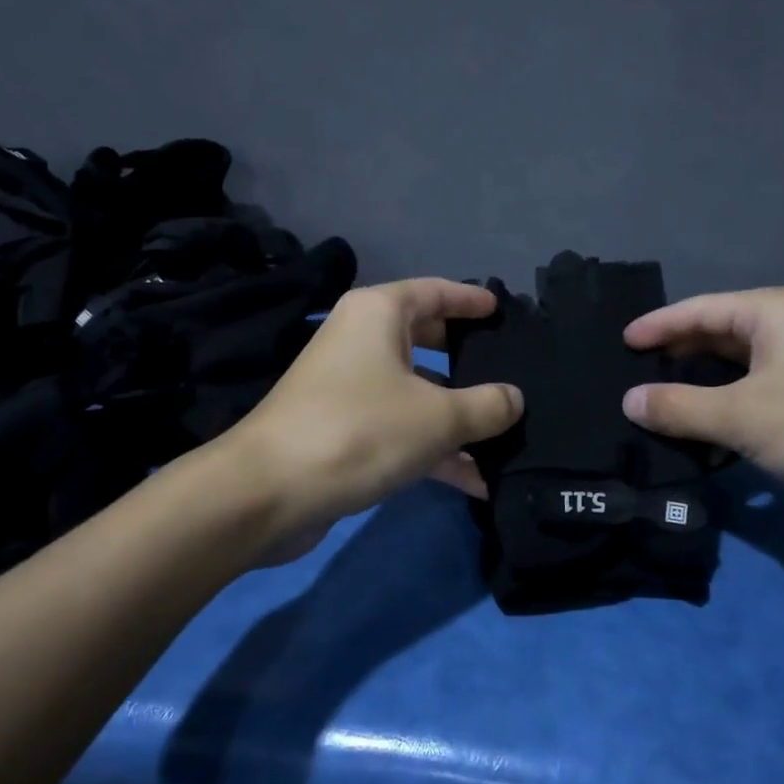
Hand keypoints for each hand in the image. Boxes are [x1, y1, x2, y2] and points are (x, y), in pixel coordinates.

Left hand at [228, 279, 523, 560]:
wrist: (268, 492)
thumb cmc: (359, 430)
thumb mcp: (438, 417)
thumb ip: (486, 406)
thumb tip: (515, 399)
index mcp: (379, 314)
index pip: (435, 291)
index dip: (471, 300)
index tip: (501, 310)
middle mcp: (361, 341)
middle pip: (427, 339)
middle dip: (469, 359)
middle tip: (511, 369)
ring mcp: (350, 388)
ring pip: (417, 391)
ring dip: (458, 417)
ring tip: (507, 436)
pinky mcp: (345, 430)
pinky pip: (401, 428)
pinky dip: (434, 449)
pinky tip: (475, 481)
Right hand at [622, 287, 783, 519]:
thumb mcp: (742, 416)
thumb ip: (679, 406)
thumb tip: (628, 400)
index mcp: (775, 311)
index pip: (700, 309)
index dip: (658, 325)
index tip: (621, 342)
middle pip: (718, 334)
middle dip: (676, 355)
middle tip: (632, 374)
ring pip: (736, 368)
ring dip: (698, 386)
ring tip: (655, 402)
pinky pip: (754, 394)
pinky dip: (724, 408)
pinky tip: (698, 430)